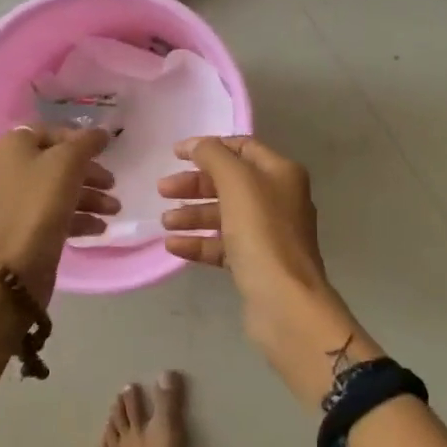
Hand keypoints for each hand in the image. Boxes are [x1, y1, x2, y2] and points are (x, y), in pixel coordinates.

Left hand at [0, 126, 117, 305]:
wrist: (15, 267)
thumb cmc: (40, 202)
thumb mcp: (68, 162)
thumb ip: (88, 142)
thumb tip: (102, 132)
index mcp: (15, 147)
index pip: (52, 131)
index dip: (79, 137)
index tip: (103, 150)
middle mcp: (12, 169)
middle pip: (59, 162)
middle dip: (90, 173)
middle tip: (113, 183)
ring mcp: (18, 201)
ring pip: (61, 190)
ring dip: (91, 197)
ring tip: (114, 209)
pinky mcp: (27, 228)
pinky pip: (56, 214)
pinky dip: (79, 218)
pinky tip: (100, 228)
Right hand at [158, 136, 380, 404]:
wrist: (285, 301)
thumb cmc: (261, 232)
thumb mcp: (236, 182)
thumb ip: (213, 156)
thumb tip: (196, 145)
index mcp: (281, 173)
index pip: (242, 148)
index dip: (208, 147)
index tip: (175, 153)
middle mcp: (278, 198)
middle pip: (230, 182)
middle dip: (195, 184)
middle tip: (162, 190)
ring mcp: (269, 233)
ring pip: (224, 214)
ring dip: (193, 214)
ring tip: (165, 221)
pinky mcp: (257, 263)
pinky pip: (223, 245)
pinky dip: (199, 242)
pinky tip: (173, 246)